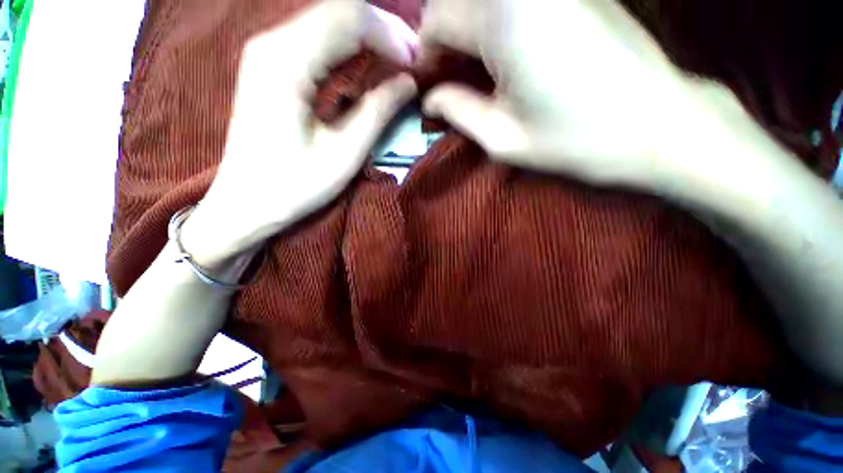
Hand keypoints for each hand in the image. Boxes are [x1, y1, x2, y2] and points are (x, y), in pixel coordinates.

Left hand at [184, 0, 417, 266]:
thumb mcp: (344, 153)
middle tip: (413, 63)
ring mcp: (268, 51)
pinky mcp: (272, 66)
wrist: (247, 203)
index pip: (349, 18)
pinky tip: (369, 68)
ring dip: (369, 40)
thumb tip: (409, 83)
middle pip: (339, 12)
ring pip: (330, 23)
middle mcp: (272, 42)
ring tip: (398, 66)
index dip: (390, 36)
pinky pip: (319, 41)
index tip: (417, 64)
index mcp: (286, 61)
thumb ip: (378, 111)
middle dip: (383, 33)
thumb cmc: (295, 186)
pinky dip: (351, 50)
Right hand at [419, 0, 713, 189]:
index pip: (438, 19)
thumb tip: (429, 99)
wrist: (658, 124)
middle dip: (443, 38)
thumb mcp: (504, 139)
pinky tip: (503, 54)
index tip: (427, 85)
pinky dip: (495, 23)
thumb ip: (458, 112)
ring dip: (468, 29)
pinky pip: (514, 1)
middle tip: (446, 79)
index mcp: (506, 21)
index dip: (425, 54)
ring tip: (472, 70)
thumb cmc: (576, 140)